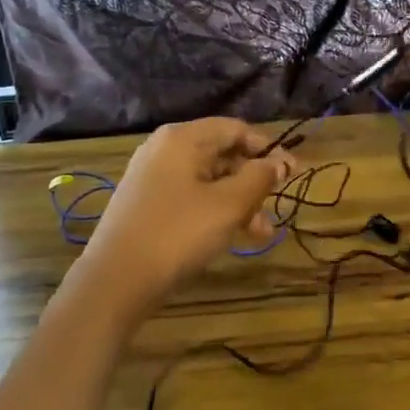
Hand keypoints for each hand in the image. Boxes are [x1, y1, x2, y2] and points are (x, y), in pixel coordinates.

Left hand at [76, 118, 295, 310]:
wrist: (116, 280)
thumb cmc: (178, 233)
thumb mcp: (228, 205)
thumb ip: (259, 178)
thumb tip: (279, 162)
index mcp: (182, 138)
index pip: (235, 129)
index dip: (268, 149)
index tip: (293, 173)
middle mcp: (164, 149)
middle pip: (222, 154)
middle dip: (253, 182)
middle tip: (275, 209)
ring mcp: (151, 176)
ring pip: (208, 180)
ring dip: (238, 202)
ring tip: (260, 234)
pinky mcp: (146, 203)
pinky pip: (190, 196)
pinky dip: (214, 211)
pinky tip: (231, 236)